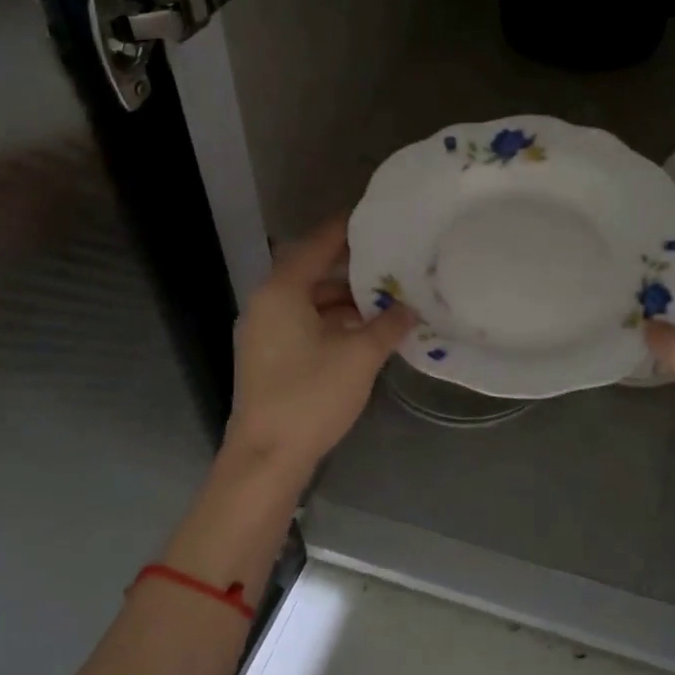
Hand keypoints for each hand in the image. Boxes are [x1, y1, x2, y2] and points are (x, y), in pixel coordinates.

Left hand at [226, 214, 415, 469]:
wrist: (266, 458)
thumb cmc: (310, 397)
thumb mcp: (359, 357)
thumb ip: (387, 325)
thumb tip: (409, 309)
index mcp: (281, 292)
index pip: (317, 244)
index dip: (346, 229)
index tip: (376, 216)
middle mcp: (266, 304)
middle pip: (311, 271)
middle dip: (352, 268)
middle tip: (392, 261)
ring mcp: (264, 332)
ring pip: (309, 301)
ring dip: (344, 298)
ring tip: (387, 297)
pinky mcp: (269, 357)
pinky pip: (304, 323)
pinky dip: (333, 321)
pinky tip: (365, 331)